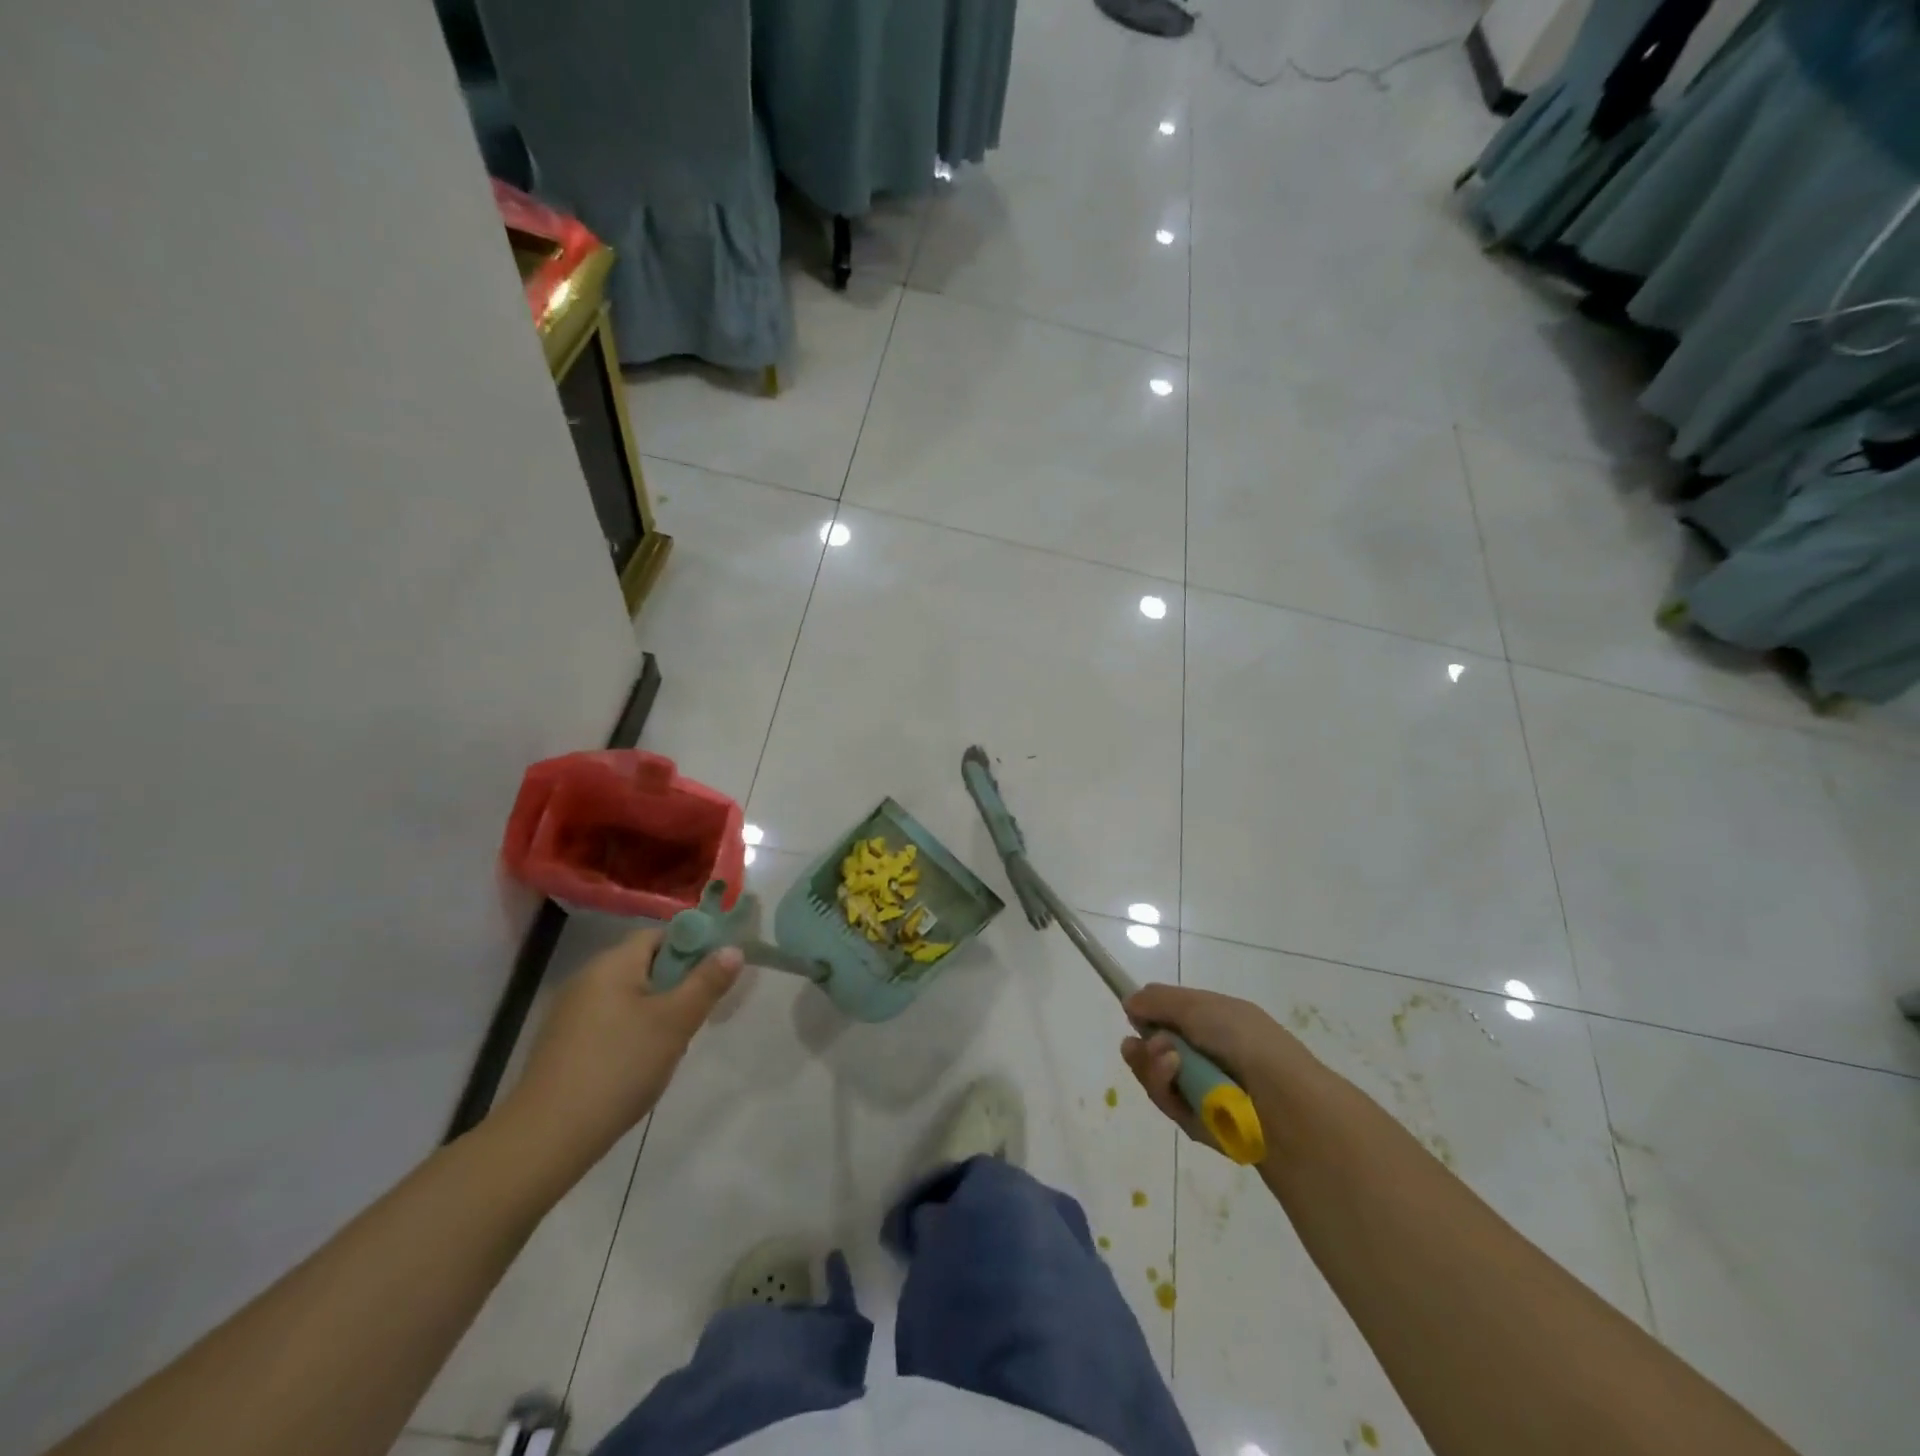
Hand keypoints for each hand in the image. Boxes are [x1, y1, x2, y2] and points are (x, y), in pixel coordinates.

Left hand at [501, 928, 741, 1165]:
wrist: (547, 1136)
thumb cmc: (620, 1066)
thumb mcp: (675, 1022)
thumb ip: (707, 982)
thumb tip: (733, 949)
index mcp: (612, 963)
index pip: (659, 935)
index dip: (691, 947)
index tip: (712, 976)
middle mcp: (587, 978)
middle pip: (644, 966)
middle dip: (676, 986)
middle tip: (695, 1017)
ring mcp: (570, 1013)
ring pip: (629, 997)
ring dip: (656, 1013)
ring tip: (670, 1047)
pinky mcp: (562, 1044)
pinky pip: (609, 1022)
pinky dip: (631, 1034)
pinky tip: (638, 1067)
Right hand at [1120, 983, 1319, 1158]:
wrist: (1283, 1103)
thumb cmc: (1244, 1041)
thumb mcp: (1200, 1007)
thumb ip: (1159, 1001)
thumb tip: (1130, 1001)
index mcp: (1215, 1023)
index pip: (1170, 1016)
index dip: (1150, 1015)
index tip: (1131, 1013)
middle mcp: (1207, 1055)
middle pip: (1155, 1048)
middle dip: (1145, 1046)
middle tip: (1145, 1045)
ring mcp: (1202, 1090)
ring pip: (1156, 1076)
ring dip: (1153, 1066)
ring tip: (1169, 1063)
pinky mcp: (1198, 1123)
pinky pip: (1167, 1103)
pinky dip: (1165, 1090)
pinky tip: (1176, 1081)